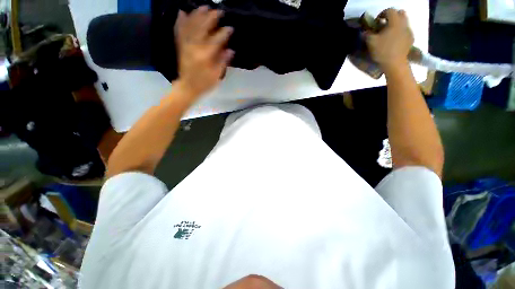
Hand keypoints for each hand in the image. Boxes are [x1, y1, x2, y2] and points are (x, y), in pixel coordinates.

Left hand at [174, 6, 233, 96]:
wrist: (187, 87)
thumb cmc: (204, 84)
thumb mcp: (216, 76)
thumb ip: (222, 62)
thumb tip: (231, 50)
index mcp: (205, 56)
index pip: (216, 40)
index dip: (224, 33)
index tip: (230, 27)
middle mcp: (194, 48)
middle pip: (202, 28)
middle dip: (211, 18)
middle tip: (218, 11)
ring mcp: (185, 45)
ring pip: (190, 26)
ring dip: (197, 14)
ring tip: (204, 6)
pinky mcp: (180, 46)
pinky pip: (179, 30)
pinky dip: (180, 20)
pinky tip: (182, 12)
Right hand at [365, 8, 413, 71]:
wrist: (395, 64)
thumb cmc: (383, 51)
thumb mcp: (371, 42)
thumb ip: (367, 34)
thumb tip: (365, 31)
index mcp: (395, 22)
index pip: (389, 10)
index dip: (382, 14)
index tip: (376, 22)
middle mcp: (404, 23)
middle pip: (400, 13)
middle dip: (392, 16)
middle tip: (384, 25)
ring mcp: (409, 31)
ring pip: (404, 22)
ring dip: (396, 25)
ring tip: (389, 34)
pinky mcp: (410, 39)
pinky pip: (406, 31)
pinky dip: (400, 33)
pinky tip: (394, 41)